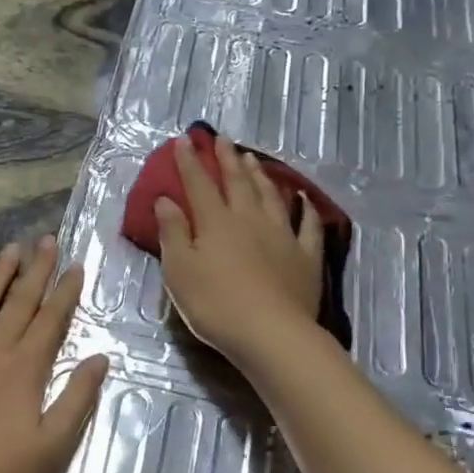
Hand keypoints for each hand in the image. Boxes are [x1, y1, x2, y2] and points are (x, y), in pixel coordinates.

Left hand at [0, 237, 107, 472]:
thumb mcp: (51, 448)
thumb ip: (77, 400)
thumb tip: (99, 358)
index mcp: (23, 370)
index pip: (50, 321)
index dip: (65, 292)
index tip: (76, 265)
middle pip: (17, 303)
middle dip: (35, 270)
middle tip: (45, 240)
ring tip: (10, 250)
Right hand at [155, 134, 322, 363]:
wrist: (271, 333)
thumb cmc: (215, 305)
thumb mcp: (179, 271)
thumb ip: (172, 233)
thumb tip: (165, 199)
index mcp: (216, 222)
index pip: (199, 184)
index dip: (189, 162)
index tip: (183, 140)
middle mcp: (249, 219)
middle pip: (237, 182)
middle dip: (227, 159)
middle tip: (222, 139)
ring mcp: (282, 235)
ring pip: (270, 196)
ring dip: (260, 175)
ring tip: (253, 159)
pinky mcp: (306, 256)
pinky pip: (307, 225)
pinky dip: (304, 208)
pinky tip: (301, 198)